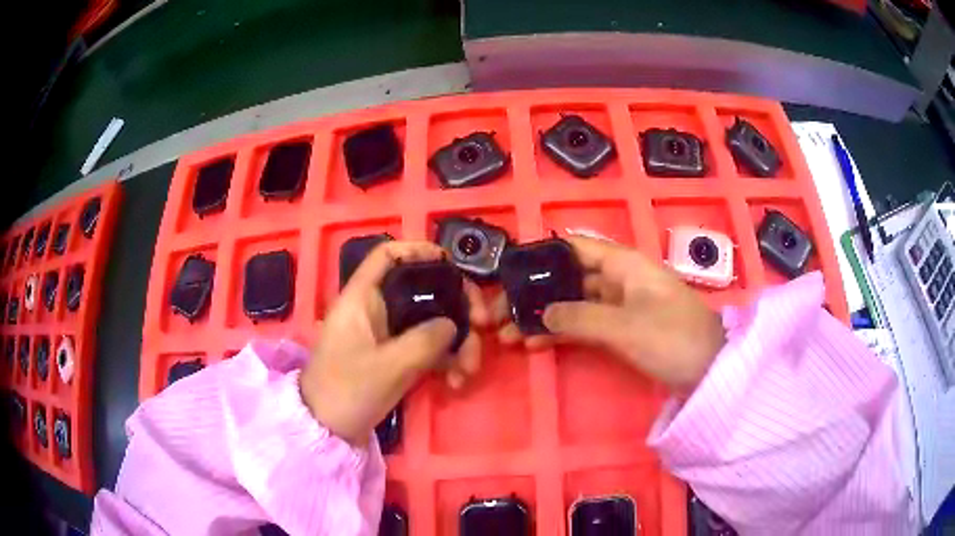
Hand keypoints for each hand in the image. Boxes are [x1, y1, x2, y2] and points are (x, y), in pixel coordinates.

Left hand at [301, 241, 487, 445]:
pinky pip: (427, 346)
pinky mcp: (395, 356)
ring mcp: (387, 334)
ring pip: (430, 321)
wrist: (327, 429)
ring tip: (469, 370)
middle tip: (483, 326)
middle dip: (457, 306)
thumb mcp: (388, 366)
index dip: (418, 250)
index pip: (387, 255)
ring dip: (457, 341)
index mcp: (362, 298)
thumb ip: (425, 340)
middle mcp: (376, 309)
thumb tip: (454, 324)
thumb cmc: (347, 390)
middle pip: (422, 289)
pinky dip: (445, 359)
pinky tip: (457, 380)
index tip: (452, 264)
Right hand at [493, 236, 724, 392]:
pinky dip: (562, 332)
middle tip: (501, 312)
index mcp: (624, 264)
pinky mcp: (622, 329)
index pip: (575, 247)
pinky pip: (585, 324)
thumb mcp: (625, 327)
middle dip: (535, 292)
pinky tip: (535, 343)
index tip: (510, 271)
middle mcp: (619, 279)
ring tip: (508, 334)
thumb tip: (540, 314)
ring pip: (573, 303)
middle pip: (569, 277)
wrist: (710, 371)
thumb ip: (579, 317)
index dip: (542, 254)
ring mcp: (620, 306)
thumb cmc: (673, 338)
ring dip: (543, 316)